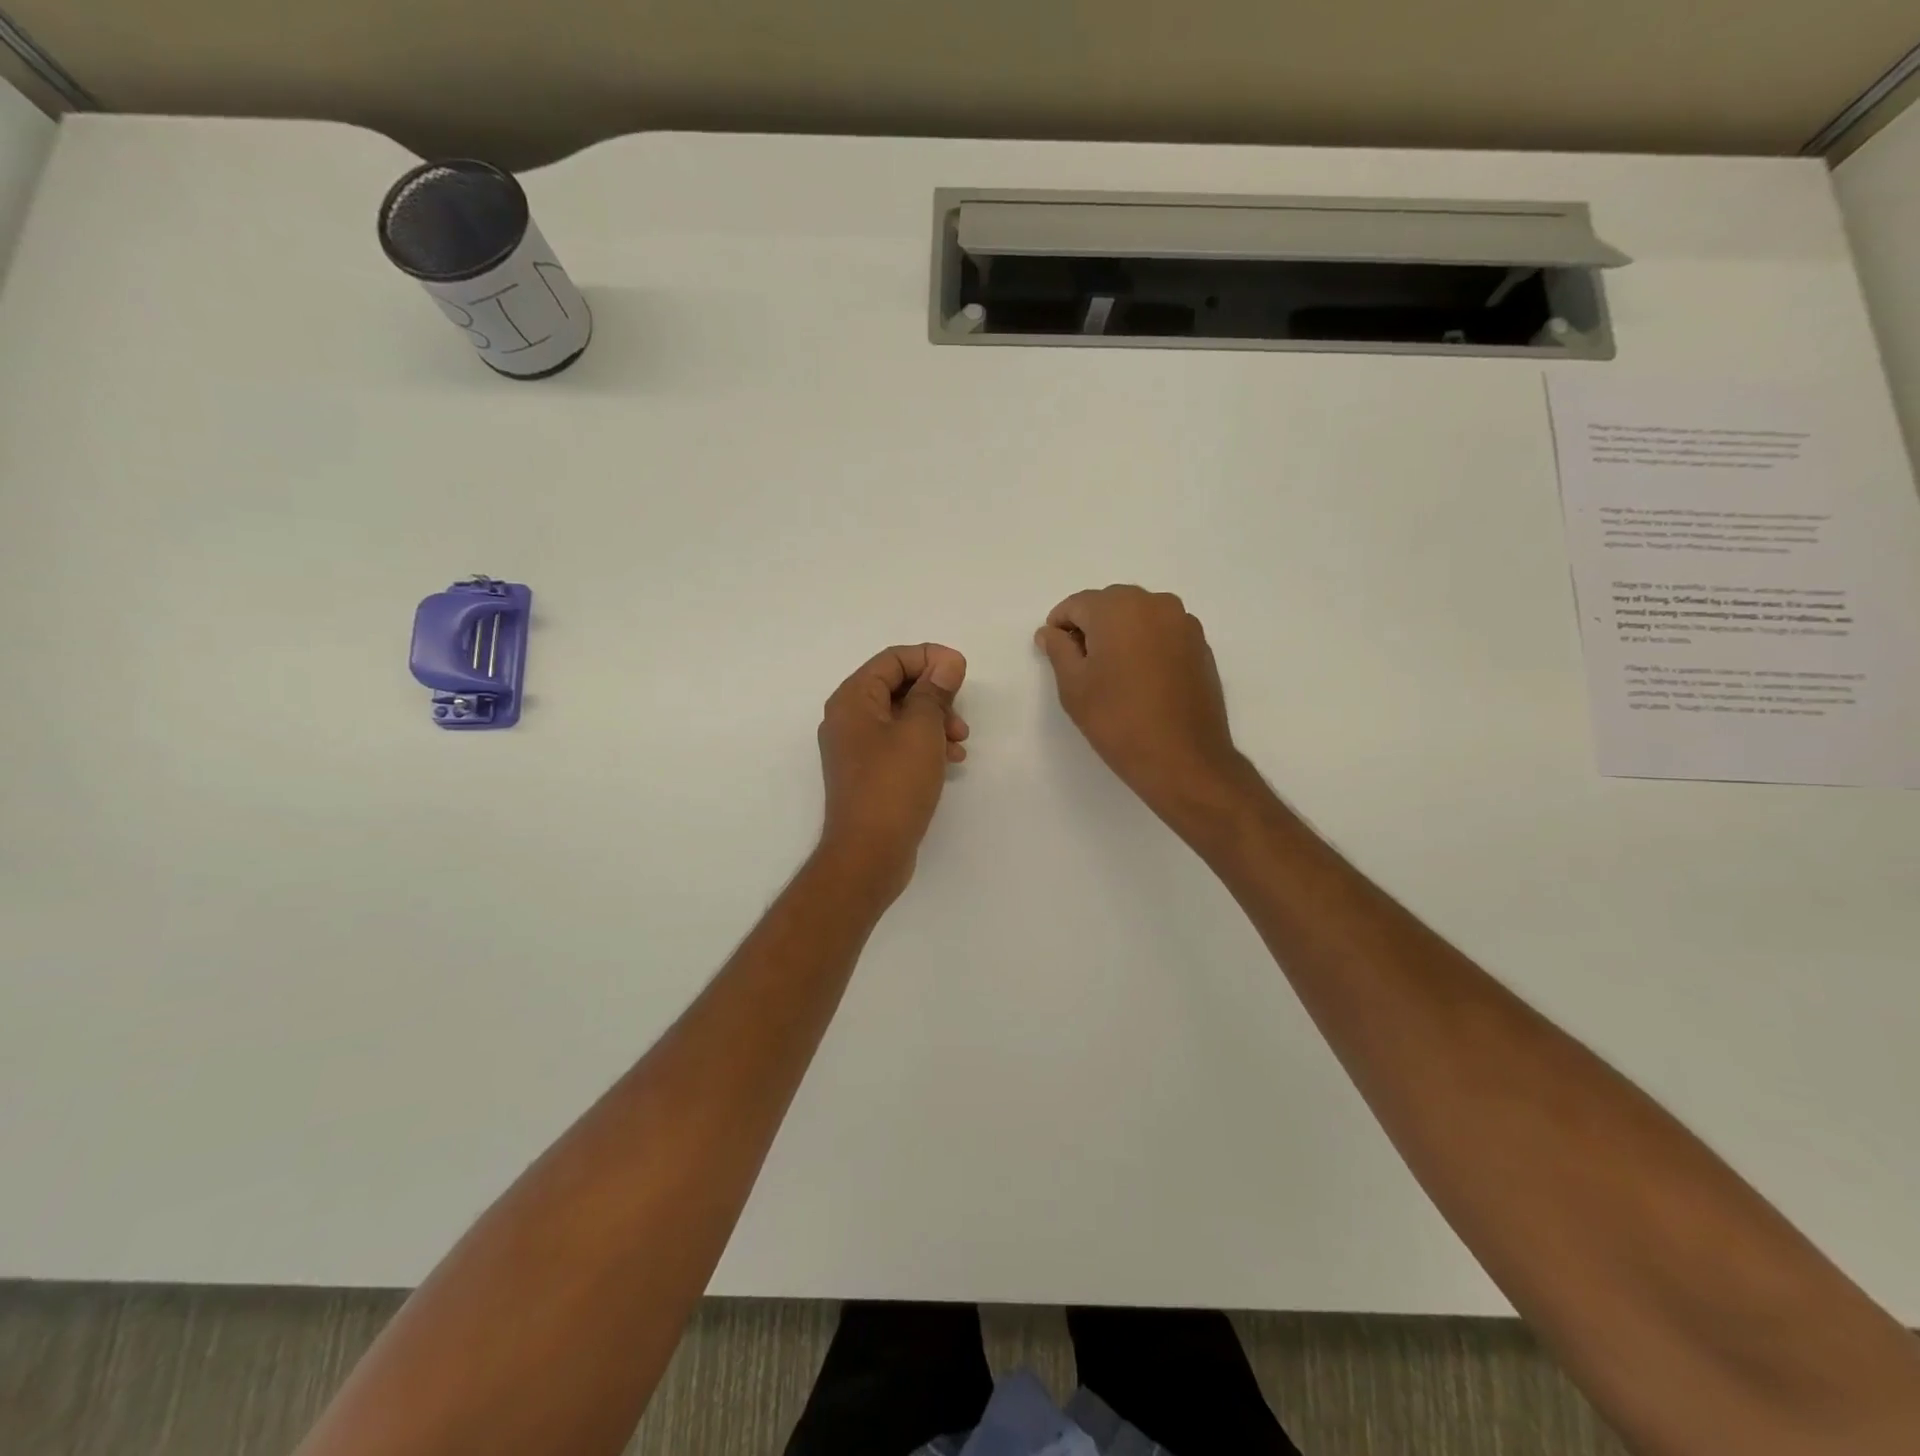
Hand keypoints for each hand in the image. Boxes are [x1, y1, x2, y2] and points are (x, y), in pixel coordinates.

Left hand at [816, 643, 968, 901]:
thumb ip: (935, 691)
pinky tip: (950, 761)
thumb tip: (946, 661)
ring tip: (960, 743)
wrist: (869, 853)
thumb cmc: (894, 785)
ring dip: (934, 721)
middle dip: (935, 695)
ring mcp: (855, 747)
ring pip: (901, 716)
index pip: (893, 658)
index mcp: (853, 698)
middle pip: (897, 686)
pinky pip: (898, 743)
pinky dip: (924, 744)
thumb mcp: (921, 730)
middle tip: (961, 716)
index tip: (962, 672)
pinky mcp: (867, 773)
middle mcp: (848, 717)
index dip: (931, 658)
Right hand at [1036, 586, 1249, 827]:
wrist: (1183, 758)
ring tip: (1114, 674)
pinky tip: (1142, 680)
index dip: (1060, 627)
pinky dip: (1146, 645)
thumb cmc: (1118, 720)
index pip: (1077, 604)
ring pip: (1138, 616)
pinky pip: (1162, 632)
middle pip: (1110, 604)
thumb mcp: (1073, 686)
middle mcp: (1154, 603)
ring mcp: (1183, 622)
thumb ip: (1058, 650)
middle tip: (1083, 667)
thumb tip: (1051, 632)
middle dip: (1092, 627)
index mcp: (1118, 608)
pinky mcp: (1200, 645)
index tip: (1056, 655)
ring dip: (1120, 634)